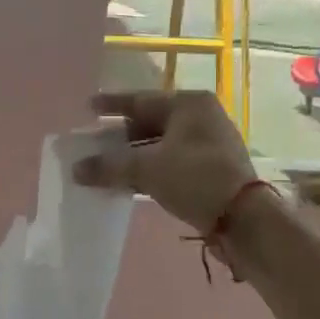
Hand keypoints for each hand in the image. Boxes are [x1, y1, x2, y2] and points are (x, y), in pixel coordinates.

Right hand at [74, 91, 257, 235]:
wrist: (244, 219)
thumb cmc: (195, 178)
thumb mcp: (147, 169)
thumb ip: (109, 166)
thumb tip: (75, 169)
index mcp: (189, 104)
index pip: (141, 99)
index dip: (112, 104)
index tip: (88, 107)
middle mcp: (201, 117)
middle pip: (150, 122)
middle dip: (120, 135)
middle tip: (93, 143)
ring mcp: (208, 144)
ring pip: (160, 144)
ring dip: (133, 156)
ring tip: (105, 165)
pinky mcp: (210, 169)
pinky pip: (170, 162)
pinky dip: (148, 170)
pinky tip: (127, 182)